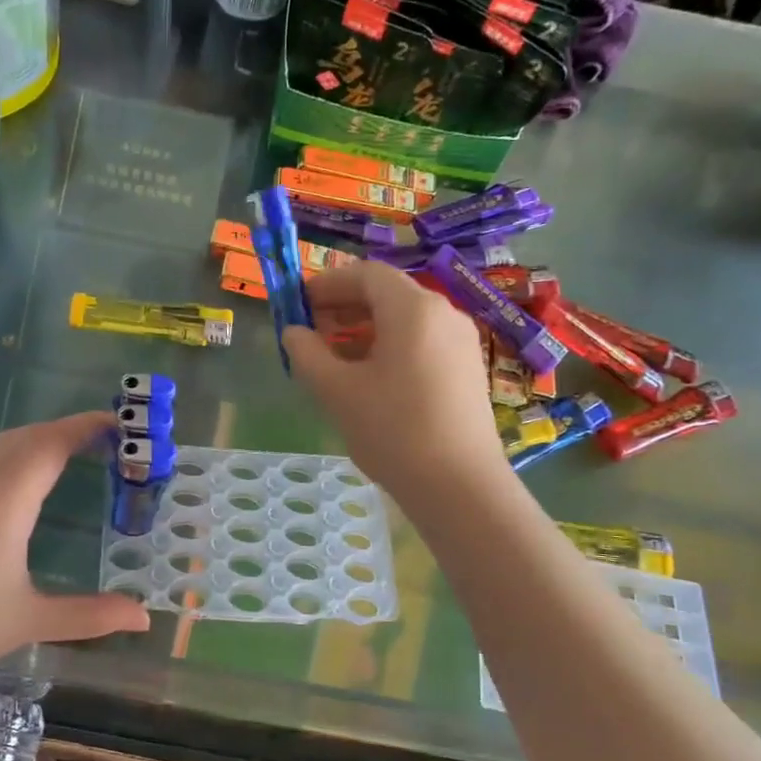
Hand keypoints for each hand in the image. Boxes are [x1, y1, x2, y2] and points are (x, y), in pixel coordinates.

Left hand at [0, 412, 149, 684]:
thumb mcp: (28, 622)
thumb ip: (89, 616)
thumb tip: (143, 618)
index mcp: (3, 504)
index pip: (50, 445)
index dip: (85, 427)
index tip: (117, 422)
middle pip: (25, 437)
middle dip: (65, 429)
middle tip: (101, 439)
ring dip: (36, 440)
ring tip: (66, 454)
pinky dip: (11, 455)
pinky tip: (16, 485)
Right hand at [283, 261, 508, 501]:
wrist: (459, 486)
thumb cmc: (392, 430)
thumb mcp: (336, 390)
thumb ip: (307, 353)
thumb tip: (293, 332)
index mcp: (413, 309)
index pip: (366, 274)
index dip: (327, 283)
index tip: (299, 303)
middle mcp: (443, 313)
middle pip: (387, 293)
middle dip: (344, 305)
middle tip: (311, 329)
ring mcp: (461, 341)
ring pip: (405, 319)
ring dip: (365, 327)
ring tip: (333, 356)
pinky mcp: (466, 368)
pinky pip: (422, 340)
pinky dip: (389, 345)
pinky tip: (368, 376)